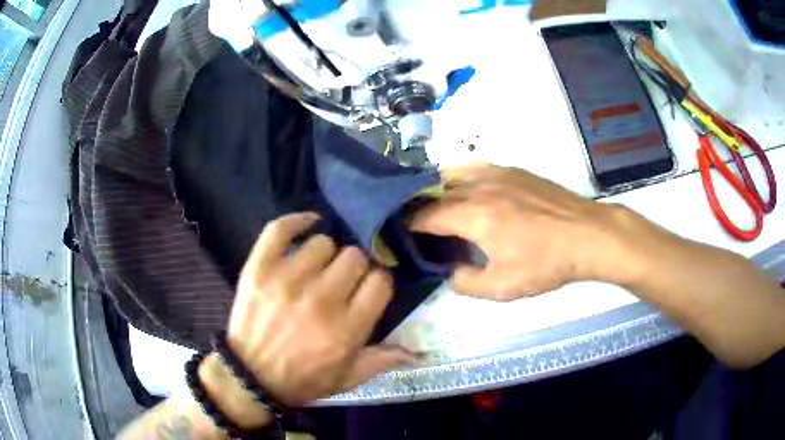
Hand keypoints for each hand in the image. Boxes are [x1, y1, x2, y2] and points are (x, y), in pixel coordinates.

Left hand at [225, 213, 412, 406]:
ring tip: (315, 270)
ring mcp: (287, 281)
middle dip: (353, 269)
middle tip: (339, 283)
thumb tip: (417, 352)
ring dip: (324, 256)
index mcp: (347, 330)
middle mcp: (321, 301)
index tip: (366, 290)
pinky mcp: (259, 269)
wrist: (250, 377)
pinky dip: (296, 221)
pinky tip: (308, 224)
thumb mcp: (348, 378)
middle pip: (354, 258)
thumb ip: (382, 360)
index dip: (376, 283)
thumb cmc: (303, 380)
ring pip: (323, 243)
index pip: (380, 282)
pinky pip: (280, 229)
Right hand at [410, 164, 634, 299]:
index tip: (399, 234)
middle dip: (418, 206)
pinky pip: (474, 168)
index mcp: (474, 214)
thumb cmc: (546, 262)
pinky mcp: (514, 170)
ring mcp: (498, 172)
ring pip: (452, 172)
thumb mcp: (503, 287)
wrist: (587, 235)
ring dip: (436, 188)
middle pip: (435, 190)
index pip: (426, 215)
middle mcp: (480, 186)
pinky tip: (467, 192)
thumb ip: (465, 282)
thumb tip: (451, 271)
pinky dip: (459, 178)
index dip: (408, 225)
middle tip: (413, 224)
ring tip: (435, 206)